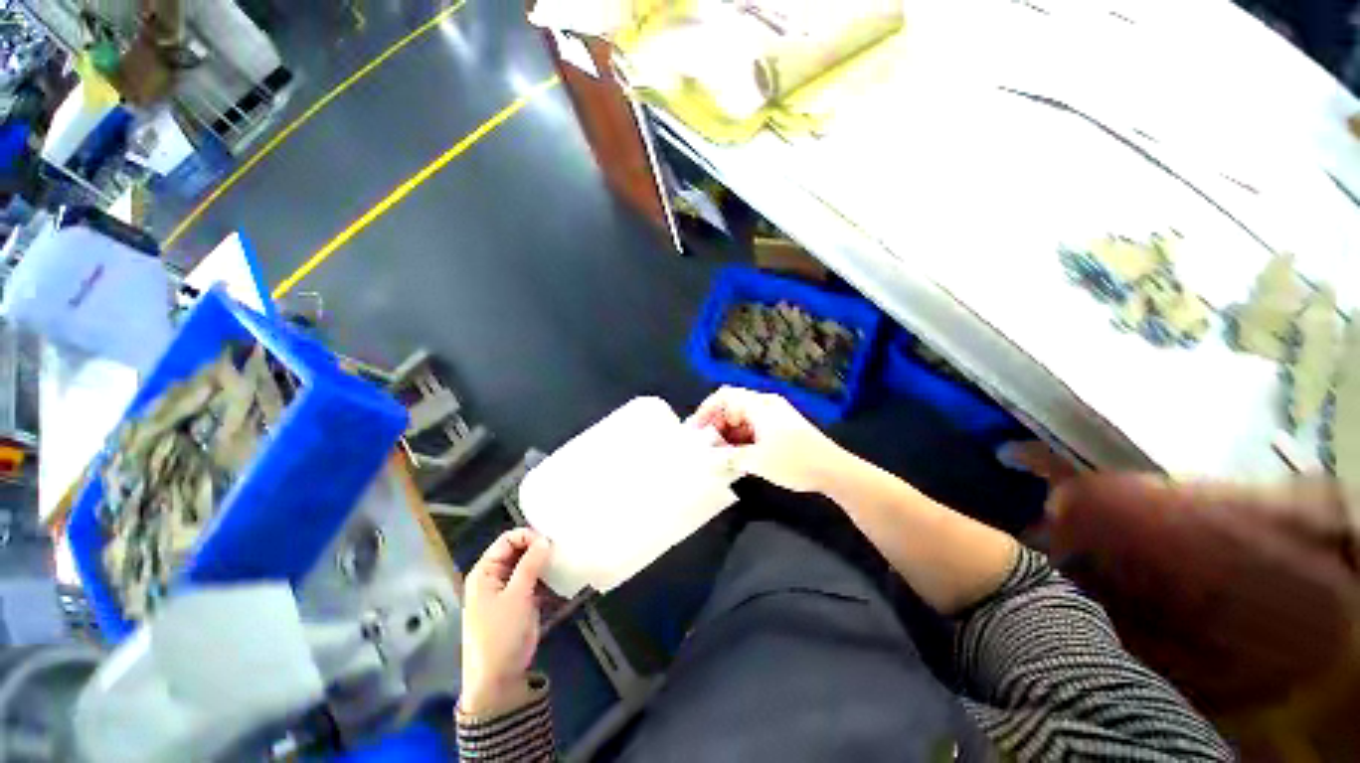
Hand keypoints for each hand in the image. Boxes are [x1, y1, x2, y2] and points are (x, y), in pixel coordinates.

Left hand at [460, 528, 551, 716]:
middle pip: (519, 550)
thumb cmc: (500, 634)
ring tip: (564, 561)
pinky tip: (562, 577)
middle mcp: (496, 576)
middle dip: (539, 548)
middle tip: (560, 551)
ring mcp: (509, 589)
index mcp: (485, 572)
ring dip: (545, 563)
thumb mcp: (516, 596)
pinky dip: (547, 577)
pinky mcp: (522, 601)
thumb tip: (545, 539)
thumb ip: (530, 564)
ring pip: (529, 565)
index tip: (549, 543)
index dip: (528, 537)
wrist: (499, 679)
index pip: (507, 540)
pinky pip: (535, 580)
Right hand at [687, 386, 846, 492]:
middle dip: (715, 425)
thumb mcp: (757, 461)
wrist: (834, 470)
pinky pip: (753, 428)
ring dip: (728, 435)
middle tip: (704, 447)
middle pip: (732, 407)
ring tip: (717, 455)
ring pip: (741, 419)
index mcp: (759, 405)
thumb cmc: (794, 461)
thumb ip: (728, 457)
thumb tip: (708, 458)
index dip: (706, 410)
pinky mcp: (780, 428)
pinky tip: (735, 457)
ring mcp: (774, 416)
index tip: (695, 430)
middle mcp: (765, 405)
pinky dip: (741, 440)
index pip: (724, 396)